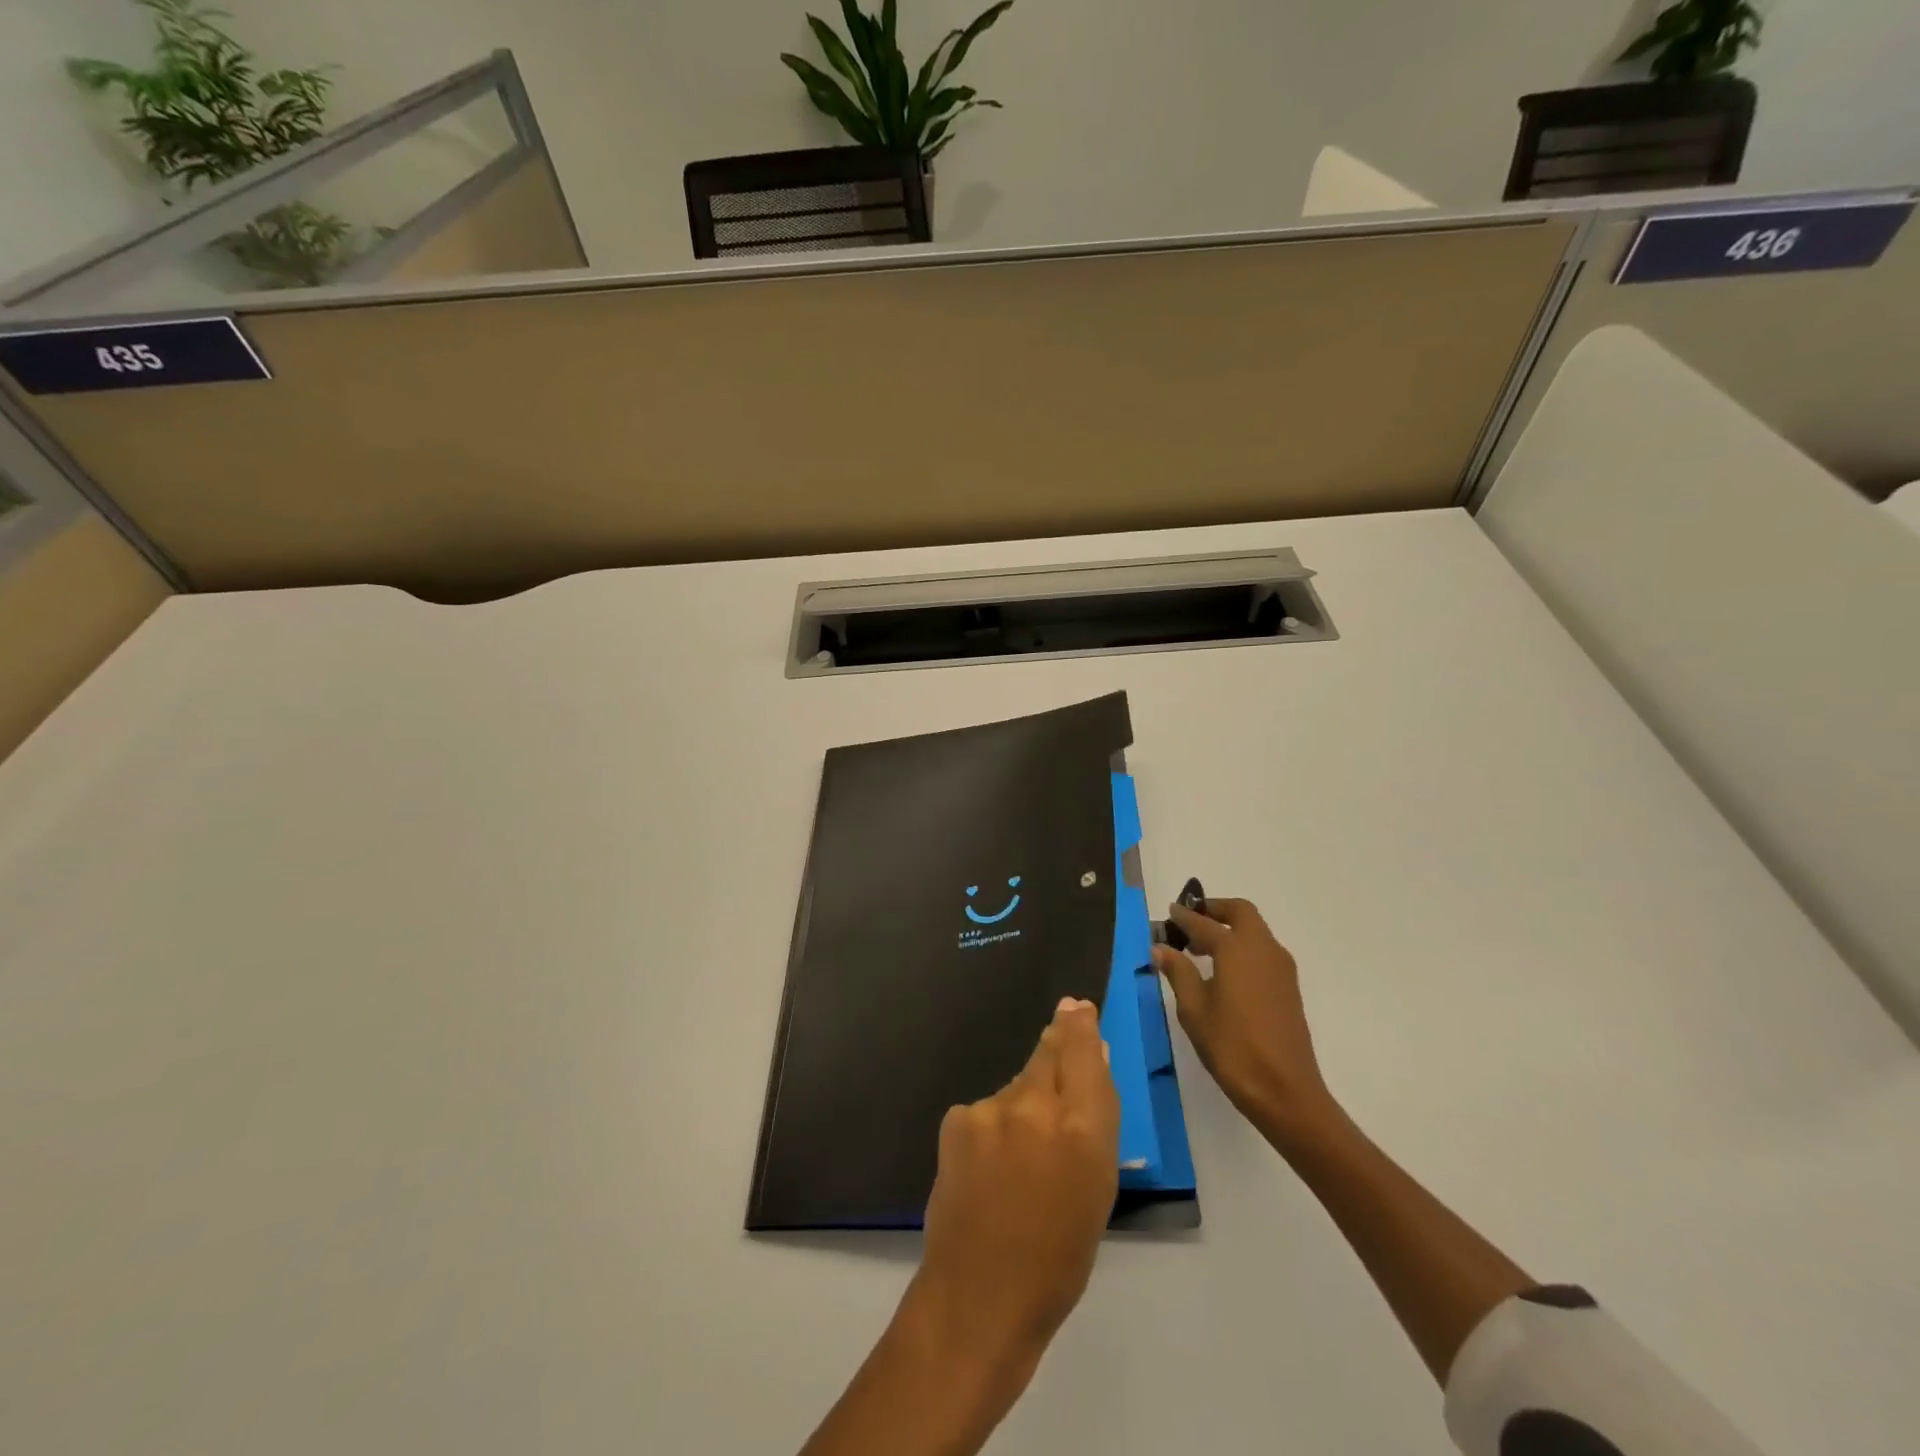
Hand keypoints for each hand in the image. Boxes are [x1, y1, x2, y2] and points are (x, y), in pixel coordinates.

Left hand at [908, 996, 1119, 1363]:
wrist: (980, 1294)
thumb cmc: (1059, 1256)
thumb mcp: (1097, 1189)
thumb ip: (1096, 1119)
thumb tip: (1093, 1062)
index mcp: (1083, 1127)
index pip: (1084, 1051)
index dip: (1081, 1024)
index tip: (1078, 1007)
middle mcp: (1036, 1104)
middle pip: (1049, 1051)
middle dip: (1057, 1039)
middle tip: (1062, 1024)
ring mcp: (991, 1108)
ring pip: (1017, 1086)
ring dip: (1025, 1100)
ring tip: (1022, 1150)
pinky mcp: (958, 1118)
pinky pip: (987, 1109)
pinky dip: (994, 1126)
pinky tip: (989, 1164)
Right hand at [1153, 896, 1338, 1140]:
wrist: (1286, 1091)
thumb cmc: (1232, 1048)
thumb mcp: (1194, 1010)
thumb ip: (1178, 972)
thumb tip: (1161, 947)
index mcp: (1236, 949)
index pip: (1204, 923)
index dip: (1183, 917)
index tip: (1168, 913)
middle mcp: (1263, 949)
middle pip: (1240, 912)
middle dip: (1215, 910)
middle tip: (1190, 921)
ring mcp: (1281, 968)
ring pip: (1255, 930)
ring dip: (1230, 928)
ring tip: (1201, 949)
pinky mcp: (1288, 986)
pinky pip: (1263, 950)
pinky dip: (1242, 946)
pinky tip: (1224, 972)